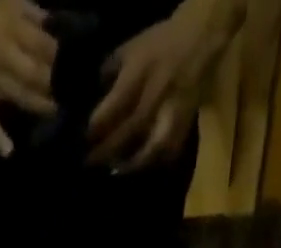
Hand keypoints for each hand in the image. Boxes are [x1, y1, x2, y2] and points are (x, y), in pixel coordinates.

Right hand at [0, 0, 58, 157]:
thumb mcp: (6, 0)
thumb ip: (30, 12)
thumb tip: (54, 24)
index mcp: (9, 26)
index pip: (42, 44)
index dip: (58, 56)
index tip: (73, 63)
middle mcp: (1, 54)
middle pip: (34, 73)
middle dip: (52, 82)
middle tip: (68, 91)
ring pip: (19, 96)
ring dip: (38, 105)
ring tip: (55, 111)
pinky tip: (8, 152)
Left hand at [87, 0, 241, 170]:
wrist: (197, 40)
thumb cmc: (157, 45)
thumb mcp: (128, 50)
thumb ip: (108, 74)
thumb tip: (90, 99)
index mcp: (138, 75)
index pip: (112, 109)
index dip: (95, 128)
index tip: (82, 140)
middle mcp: (154, 98)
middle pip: (127, 133)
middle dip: (106, 152)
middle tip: (90, 163)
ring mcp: (170, 115)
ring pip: (149, 150)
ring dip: (131, 165)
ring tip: (115, 172)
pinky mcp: (183, 126)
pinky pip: (168, 154)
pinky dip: (154, 165)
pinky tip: (142, 170)